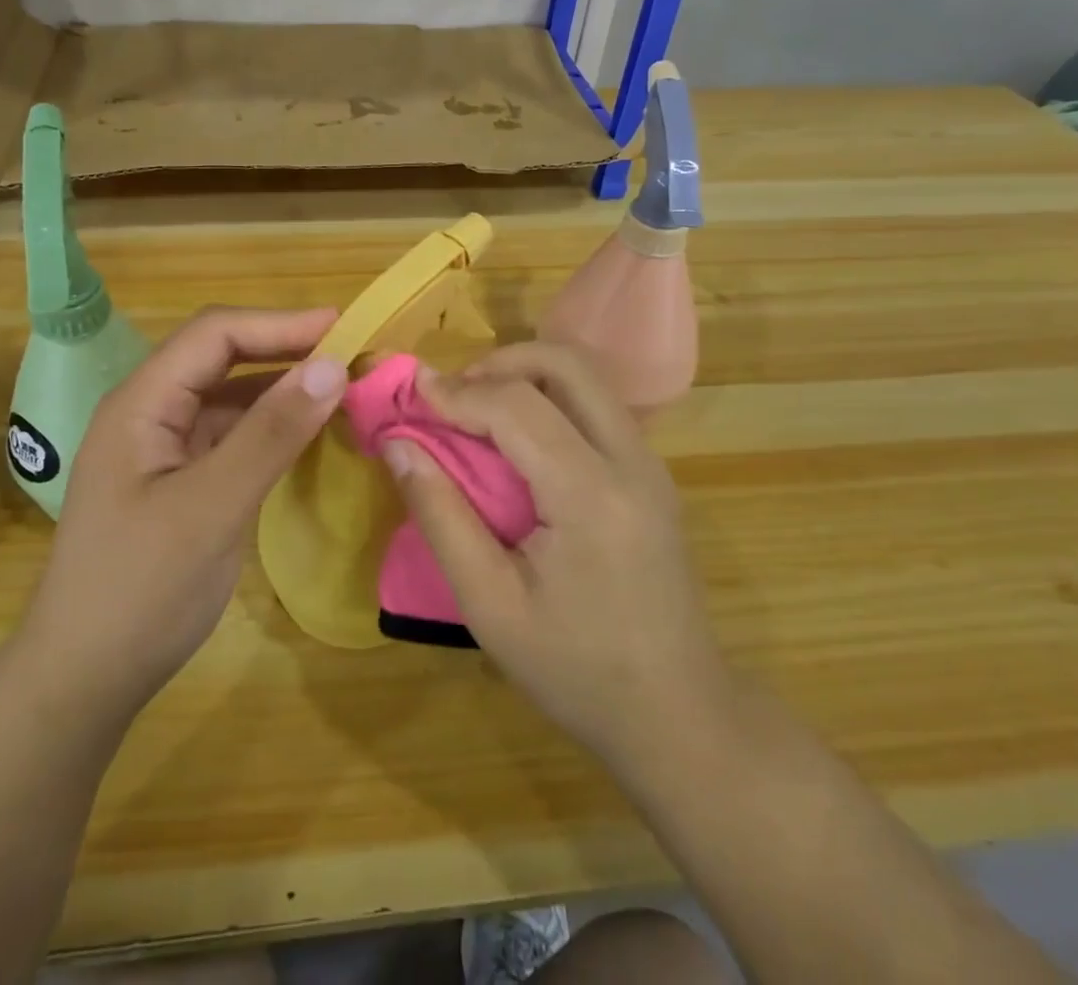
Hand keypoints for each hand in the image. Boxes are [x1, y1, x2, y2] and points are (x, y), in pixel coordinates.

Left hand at [21, 306, 348, 721]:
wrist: (87, 679)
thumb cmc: (140, 589)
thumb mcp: (211, 507)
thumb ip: (270, 434)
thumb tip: (331, 365)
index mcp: (142, 403)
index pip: (215, 335)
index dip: (279, 324)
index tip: (343, 329)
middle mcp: (152, 412)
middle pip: (222, 358)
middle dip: (285, 349)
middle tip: (351, 354)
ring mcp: (166, 447)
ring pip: (232, 396)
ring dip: (284, 387)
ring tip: (342, 386)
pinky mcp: (184, 479)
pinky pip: (235, 434)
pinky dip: (274, 426)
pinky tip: (311, 432)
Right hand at [381, 342, 733, 781]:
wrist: (679, 715)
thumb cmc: (577, 670)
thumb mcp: (490, 605)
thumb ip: (441, 516)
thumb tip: (399, 445)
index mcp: (591, 495)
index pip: (517, 407)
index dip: (458, 393)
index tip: (412, 392)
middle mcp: (631, 461)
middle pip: (567, 365)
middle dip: (501, 362)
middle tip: (454, 394)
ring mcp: (650, 464)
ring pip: (587, 379)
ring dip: (527, 376)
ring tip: (478, 408)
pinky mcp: (652, 475)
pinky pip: (597, 406)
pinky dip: (550, 399)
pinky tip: (518, 439)